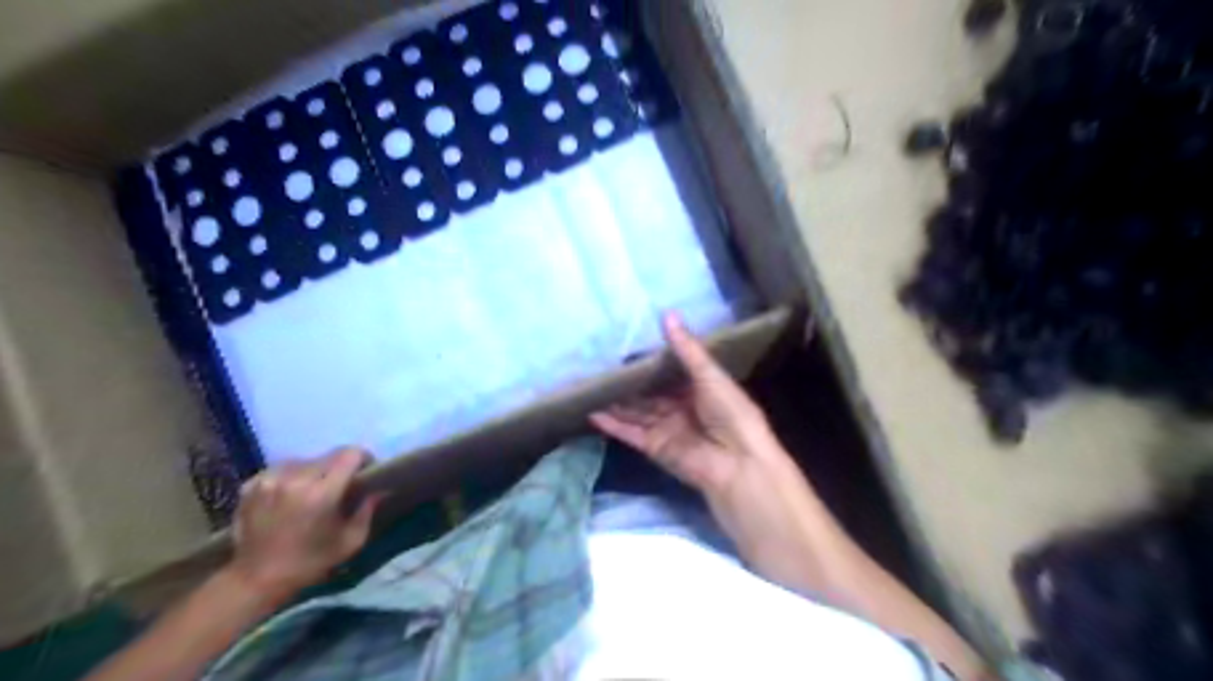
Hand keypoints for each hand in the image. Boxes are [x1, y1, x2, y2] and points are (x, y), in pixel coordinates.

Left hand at [226, 449, 377, 596]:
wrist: (255, 580)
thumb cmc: (309, 563)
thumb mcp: (350, 542)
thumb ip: (367, 511)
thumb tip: (379, 489)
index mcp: (322, 493)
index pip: (350, 454)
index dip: (363, 458)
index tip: (366, 471)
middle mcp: (295, 480)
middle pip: (329, 456)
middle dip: (340, 467)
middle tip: (341, 485)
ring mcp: (270, 480)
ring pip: (305, 460)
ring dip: (315, 470)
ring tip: (314, 489)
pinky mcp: (251, 485)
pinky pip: (282, 468)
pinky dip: (291, 476)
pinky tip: (291, 493)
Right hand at [590, 311, 780, 497]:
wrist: (737, 463)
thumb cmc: (731, 413)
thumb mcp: (709, 375)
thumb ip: (686, 349)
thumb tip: (668, 314)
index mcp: (699, 389)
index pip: (669, 373)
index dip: (650, 362)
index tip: (627, 346)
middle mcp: (681, 408)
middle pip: (649, 394)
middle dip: (629, 382)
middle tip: (601, 365)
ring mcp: (666, 429)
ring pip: (636, 412)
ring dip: (616, 402)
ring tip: (590, 386)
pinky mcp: (655, 448)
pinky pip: (629, 433)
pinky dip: (612, 425)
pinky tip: (592, 413)